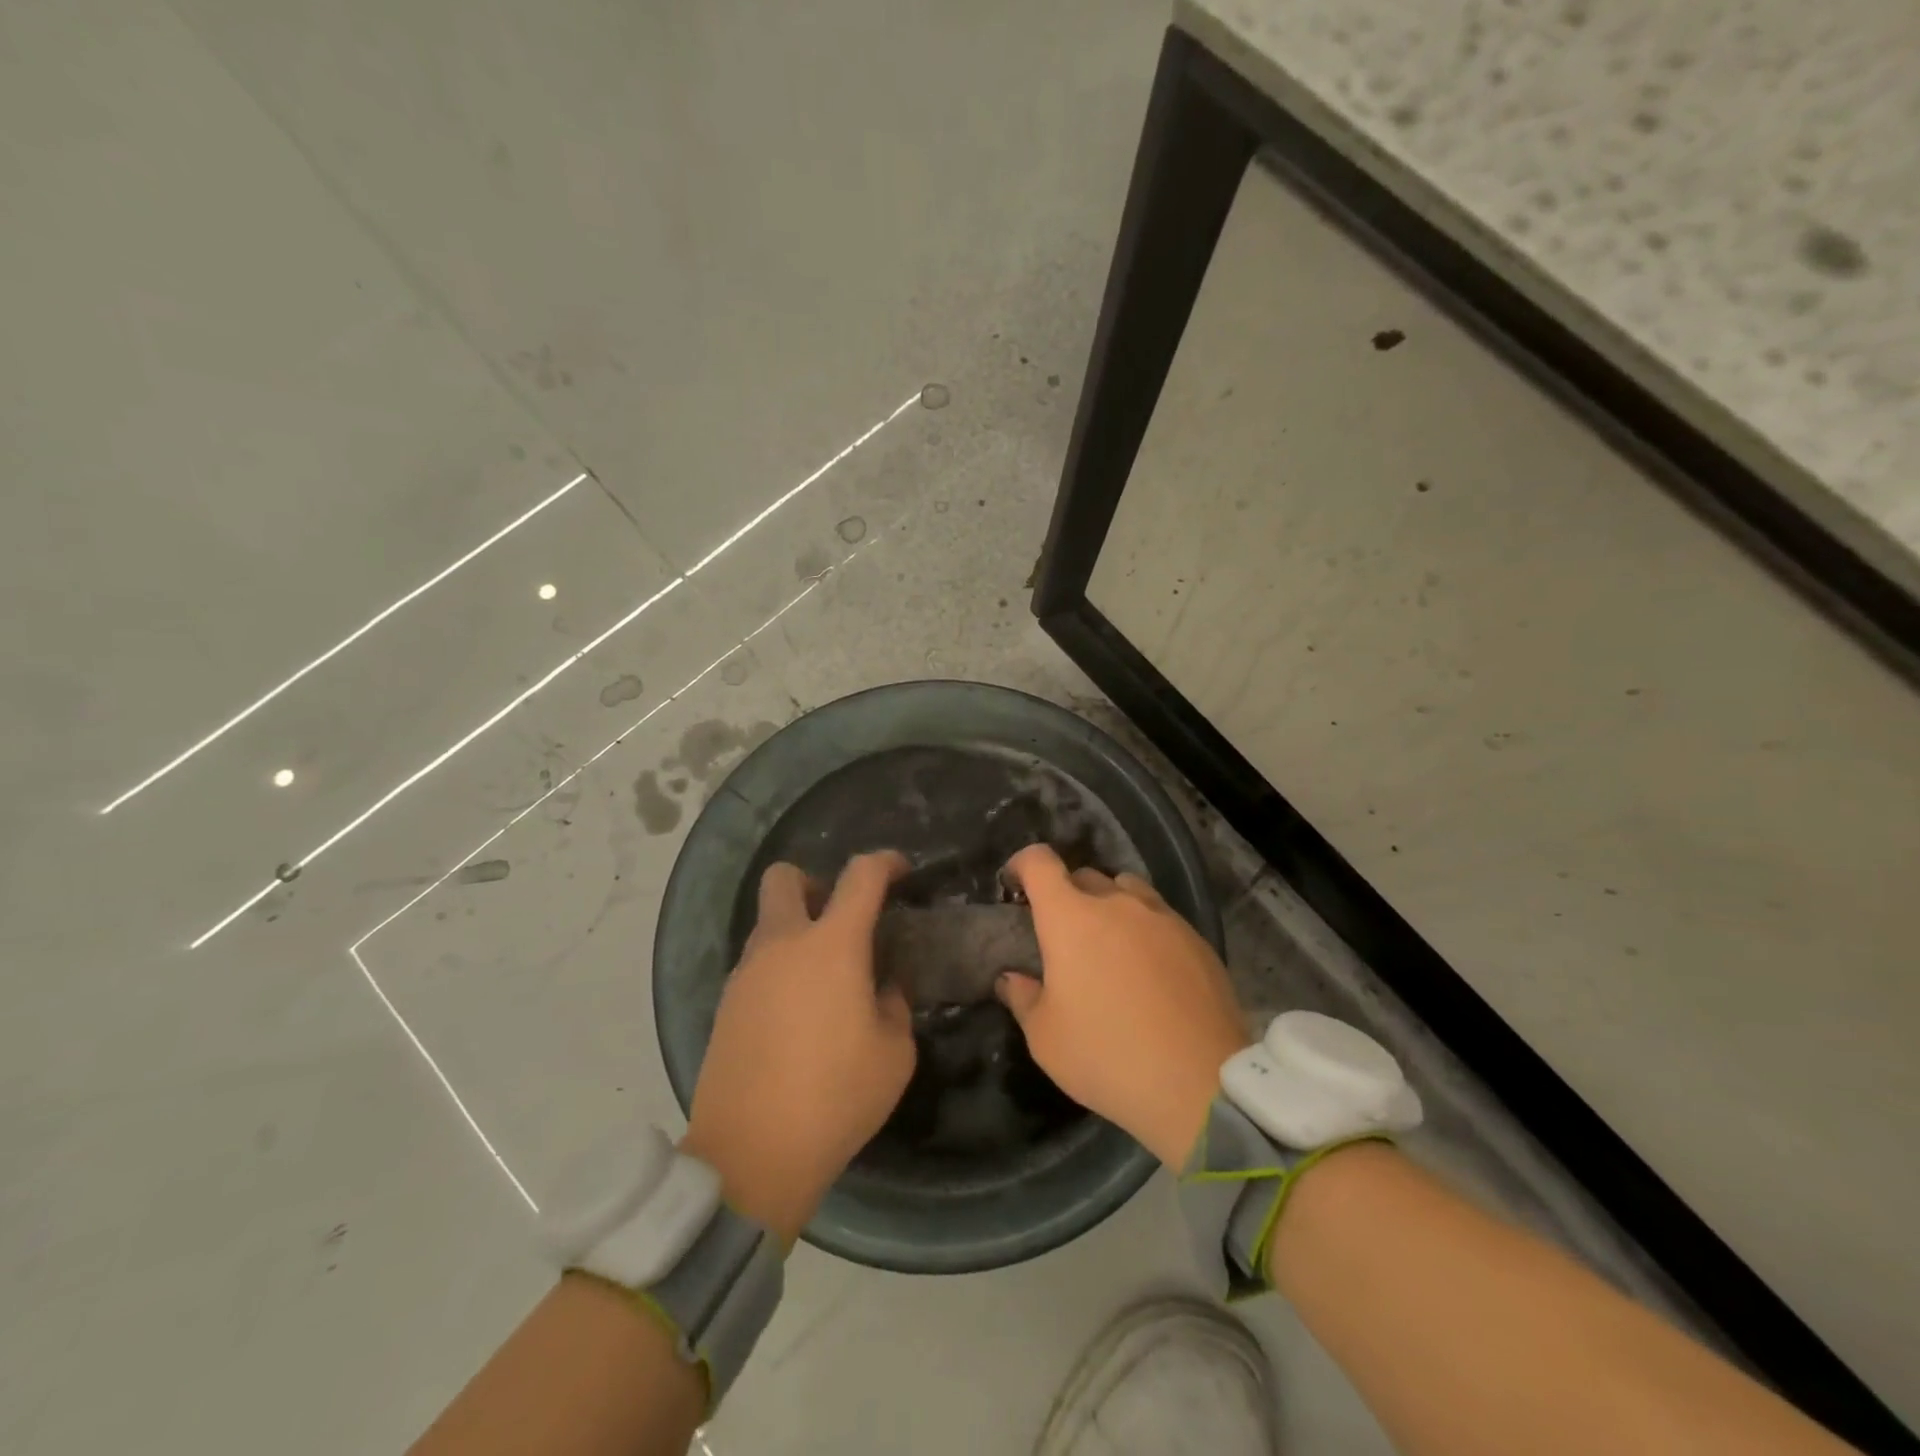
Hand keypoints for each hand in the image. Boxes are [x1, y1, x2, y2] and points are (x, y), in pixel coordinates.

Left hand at [682, 851, 913, 1245]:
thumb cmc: (836, 1096)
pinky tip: (797, 1014)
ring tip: (825, 979)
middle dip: (815, 883)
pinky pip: (756, 965)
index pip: (860, 876)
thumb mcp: (894, 1053)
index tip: (901, 872)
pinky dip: (779, 969)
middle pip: (785, 878)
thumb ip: (893, 1005)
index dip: (885, 863)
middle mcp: (783, 944)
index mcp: (832, 945)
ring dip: (796, 931)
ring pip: (767, 923)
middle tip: (841, 918)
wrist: (751, 1155)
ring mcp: (747, 973)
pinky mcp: (726, 1005)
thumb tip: (881, 986)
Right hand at [996, 844, 1249, 1166]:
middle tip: (1062, 934)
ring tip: (1110, 944)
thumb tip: (1011, 978)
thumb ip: (1023, 998)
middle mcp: (1116, 903)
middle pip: (1084, 876)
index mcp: (1070, 917)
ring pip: (1127, 890)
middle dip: (1066, 895)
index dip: (1022, 865)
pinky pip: (1160, 917)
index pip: (1039, 863)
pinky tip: (1149, 970)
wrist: (1200, 1083)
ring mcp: (1161, 916)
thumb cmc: (1107, 1055)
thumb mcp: (1046, 1038)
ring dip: (1110, 905)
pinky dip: (1145, 929)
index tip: (1015, 886)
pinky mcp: (1196, 938)